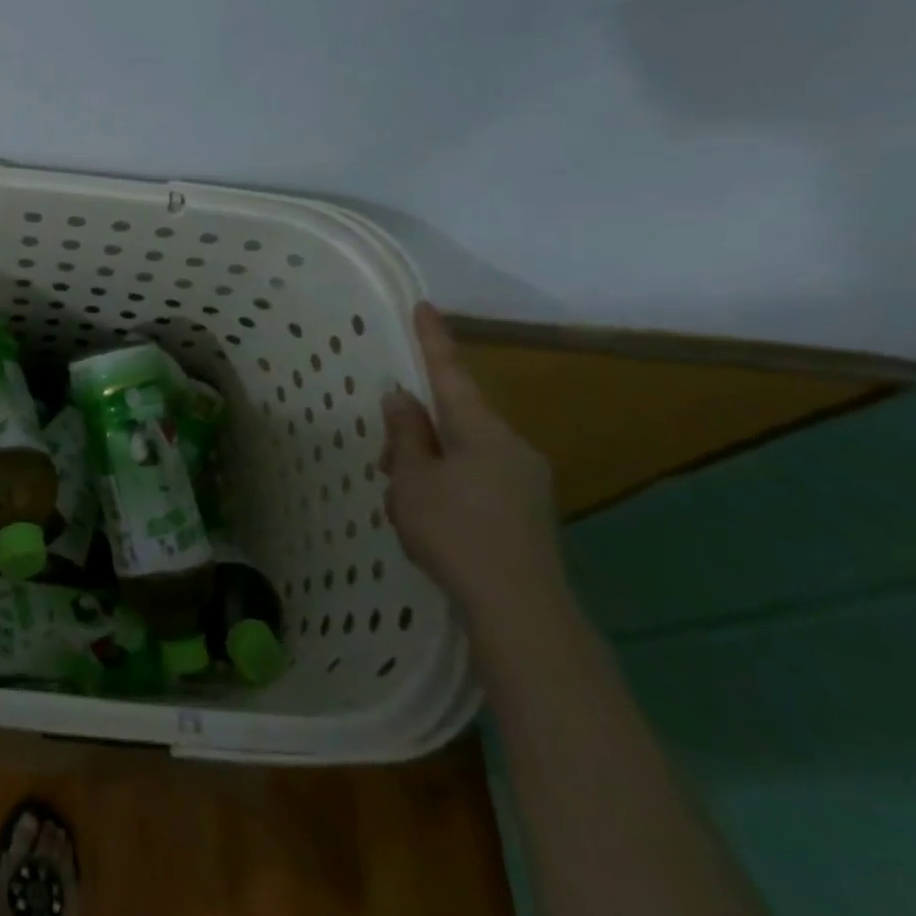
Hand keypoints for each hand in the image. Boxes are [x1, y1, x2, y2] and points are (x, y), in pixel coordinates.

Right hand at [380, 303, 563, 628]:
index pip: (450, 372)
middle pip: (456, 418)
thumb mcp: (412, 479)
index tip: (423, 306)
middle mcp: (511, 444)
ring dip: (432, 462)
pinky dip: (451, 485)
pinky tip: (433, 519)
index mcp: (480, 429)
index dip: (432, 340)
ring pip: (466, 452)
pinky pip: (481, 479)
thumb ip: (406, 435)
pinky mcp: (529, 511)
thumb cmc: (455, 531)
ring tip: (405, 500)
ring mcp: (526, 479)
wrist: (522, 609)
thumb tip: (403, 397)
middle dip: (419, 429)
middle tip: (386, 460)